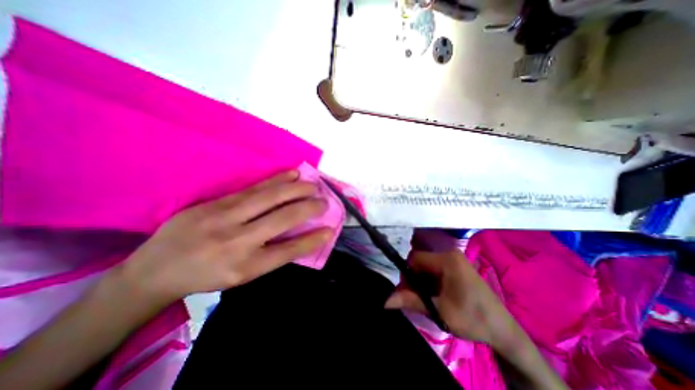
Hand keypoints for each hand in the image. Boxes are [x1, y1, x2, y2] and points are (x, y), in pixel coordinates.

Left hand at [118, 171, 333, 307]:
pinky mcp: (216, 202)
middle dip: (310, 208)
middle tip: (325, 201)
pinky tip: (292, 174)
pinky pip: (254, 188)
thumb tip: (301, 238)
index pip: (290, 250)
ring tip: (314, 185)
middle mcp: (239, 241)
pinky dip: (277, 180)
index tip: (330, 229)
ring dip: (297, 189)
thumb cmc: (207, 276)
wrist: (156, 269)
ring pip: (271, 197)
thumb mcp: (243, 276)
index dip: (313, 239)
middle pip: (284, 218)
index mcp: (246, 266)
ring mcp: (225, 217)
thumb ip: (273, 255)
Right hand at [383, 252, 523, 352]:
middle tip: (418, 299)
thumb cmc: (473, 319)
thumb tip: (385, 301)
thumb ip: (411, 301)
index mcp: (447, 260)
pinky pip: (436, 269)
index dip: (407, 274)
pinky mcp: (458, 266)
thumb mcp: (439, 311)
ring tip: (429, 300)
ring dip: (423, 282)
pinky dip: (431, 282)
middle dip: (415, 279)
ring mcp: (455, 259)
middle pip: (421, 262)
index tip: (408, 292)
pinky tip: (437, 296)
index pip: (415, 258)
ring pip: (427, 266)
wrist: (503, 330)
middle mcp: (450, 254)